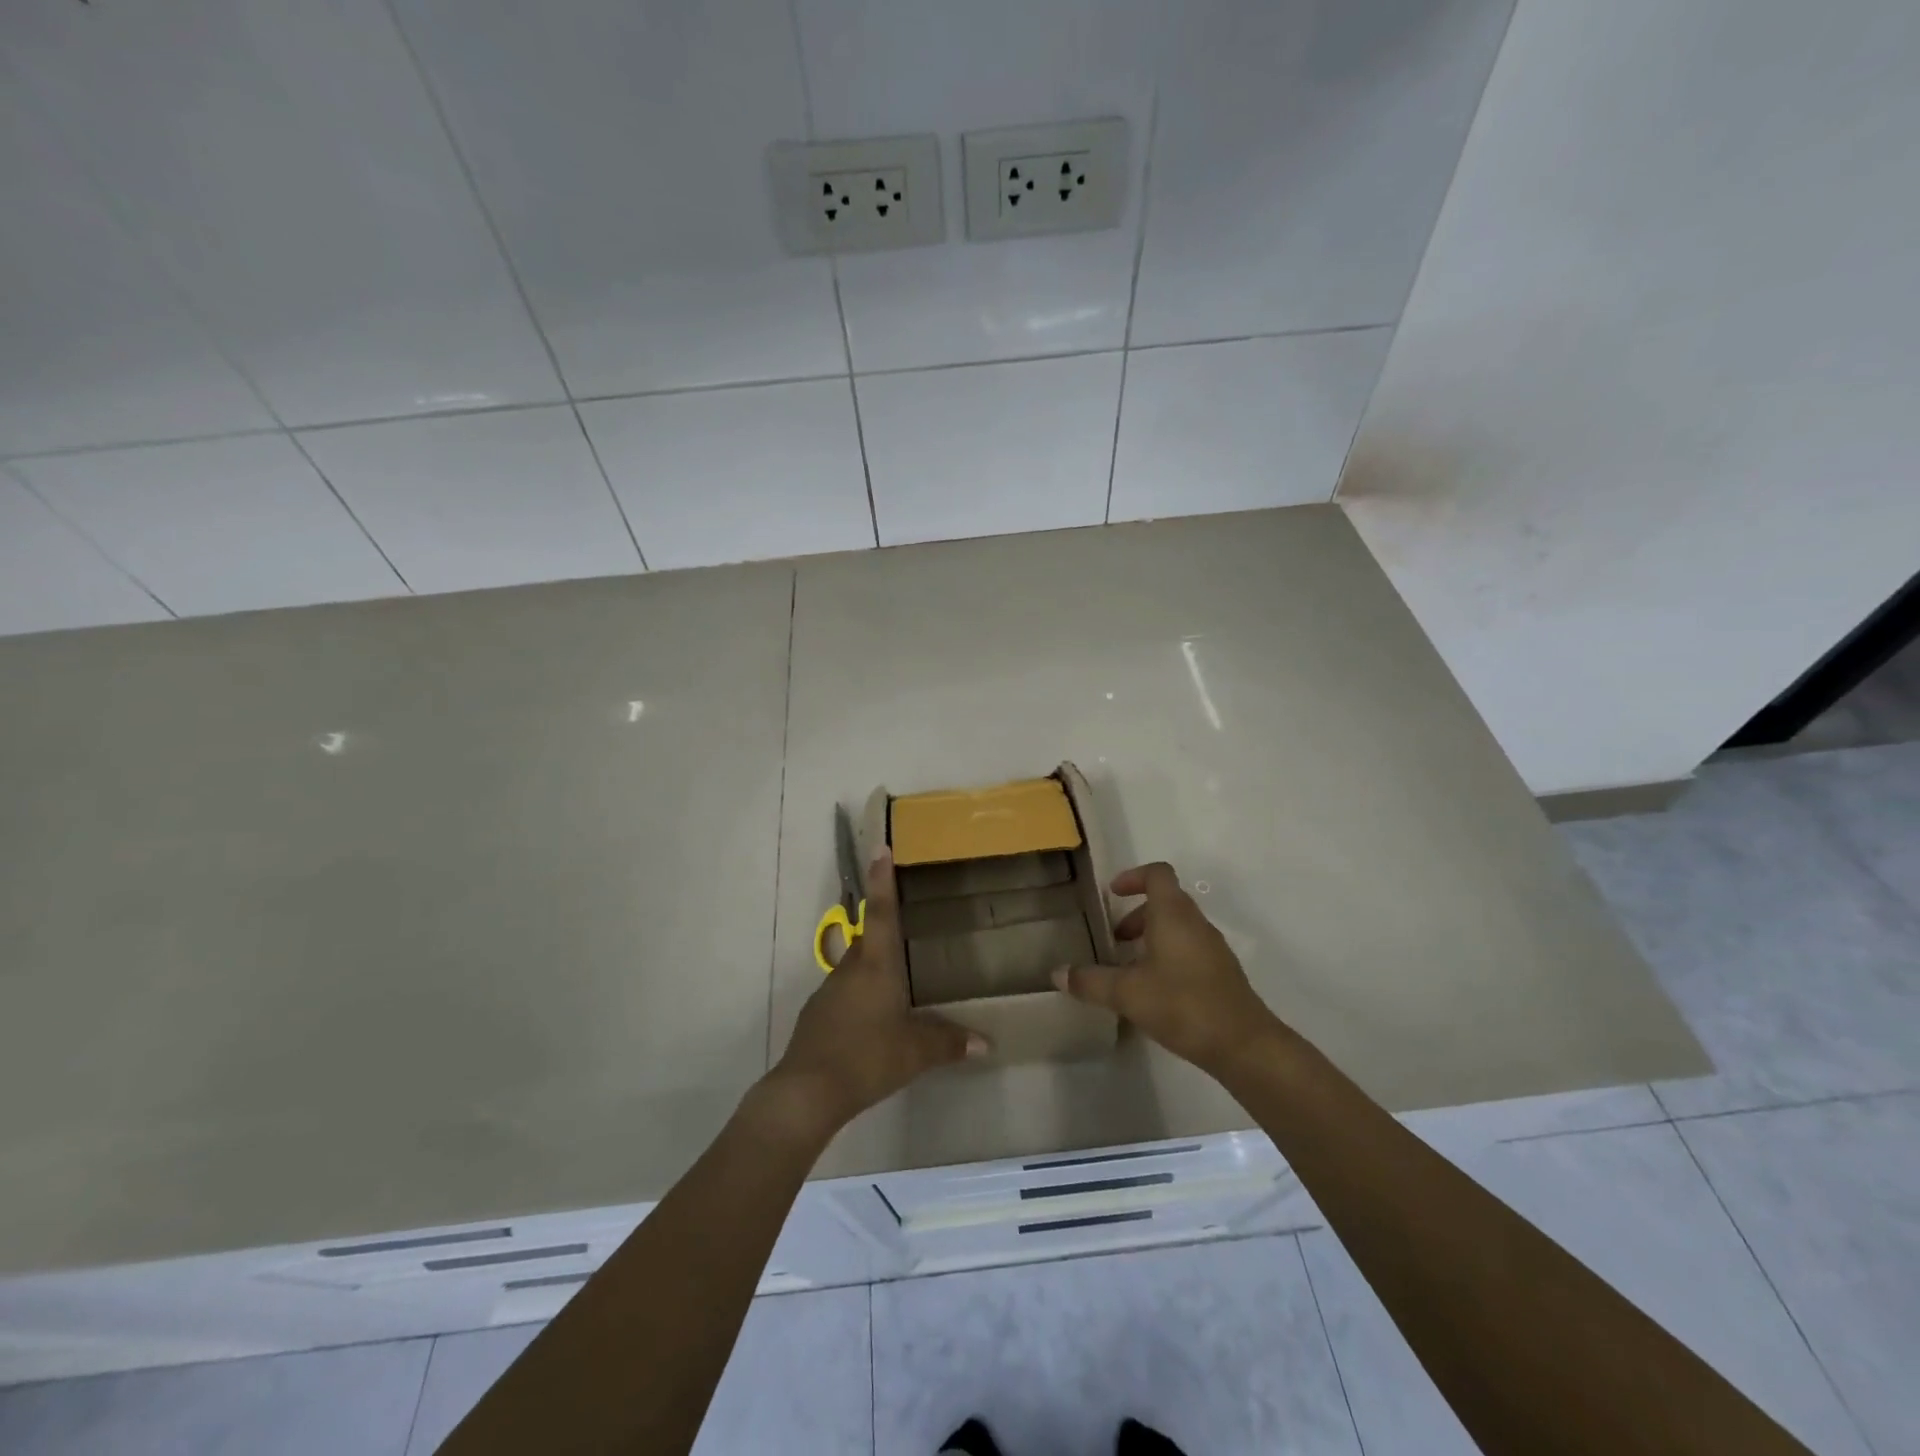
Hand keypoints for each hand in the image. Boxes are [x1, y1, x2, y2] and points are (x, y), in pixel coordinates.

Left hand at [764, 849, 985, 1140]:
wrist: (807, 1091)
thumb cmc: (867, 1058)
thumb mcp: (915, 1053)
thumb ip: (950, 1043)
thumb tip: (987, 1044)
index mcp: (875, 965)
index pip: (881, 912)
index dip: (882, 879)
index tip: (880, 847)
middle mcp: (850, 969)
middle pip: (868, 937)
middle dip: (884, 925)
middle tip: (906, 920)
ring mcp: (829, 991)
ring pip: (856, 967)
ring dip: (874, 966)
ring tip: (897, 979)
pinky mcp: (817, 1015)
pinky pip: (846, 993)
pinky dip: (861, 995)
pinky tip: (873, 1020)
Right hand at [1054, 861, 1287, 1074]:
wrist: (1244, 1045)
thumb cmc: (1183, 1004)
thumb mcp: (1127, 993)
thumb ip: (1090, 981)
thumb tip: (1057, 973)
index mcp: (1174, 914)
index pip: (1157, 874)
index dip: (1133, 877)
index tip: (1111, 894)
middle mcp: (1196, 923)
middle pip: (1165, 901)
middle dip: (1136, 914)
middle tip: (1114, 939)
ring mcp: (1212, 948)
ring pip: (1177, 927)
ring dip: (1151, 937)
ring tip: (1128, 968)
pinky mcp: (1220, 972)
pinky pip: (1188, 949)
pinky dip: (1167, 955)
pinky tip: (1153, 990)